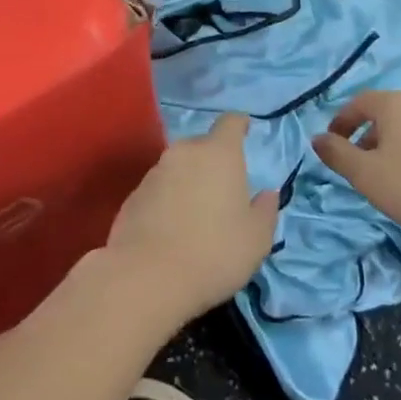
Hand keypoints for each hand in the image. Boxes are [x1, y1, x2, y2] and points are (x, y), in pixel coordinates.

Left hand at [103, 113, 279, 327]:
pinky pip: (159, 189)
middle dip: (214, 161)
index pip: (230, 122)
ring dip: (190, 182)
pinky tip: (173, 229)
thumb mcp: (256, 238)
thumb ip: (265, 210)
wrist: (147, 277)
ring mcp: (154, 172)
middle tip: (225, 189)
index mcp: (219, 153)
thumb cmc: (214, 252)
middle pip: (203, 146)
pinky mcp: (133, 195)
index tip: (246, 129)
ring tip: (198, 215)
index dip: (240, 124)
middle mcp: (184, 153)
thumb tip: (267, 194)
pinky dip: (168, 200)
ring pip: (179, 168)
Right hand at [311, 90, 400, 254]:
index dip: (341, 121)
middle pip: (385, 114)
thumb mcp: (366, 175)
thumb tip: (317, 139)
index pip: (359, 102)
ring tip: (387, 179)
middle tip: (357, 166)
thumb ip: (338, 154)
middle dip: (366, 137)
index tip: (332, 144)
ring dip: (391, 147)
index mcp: (396, 104)